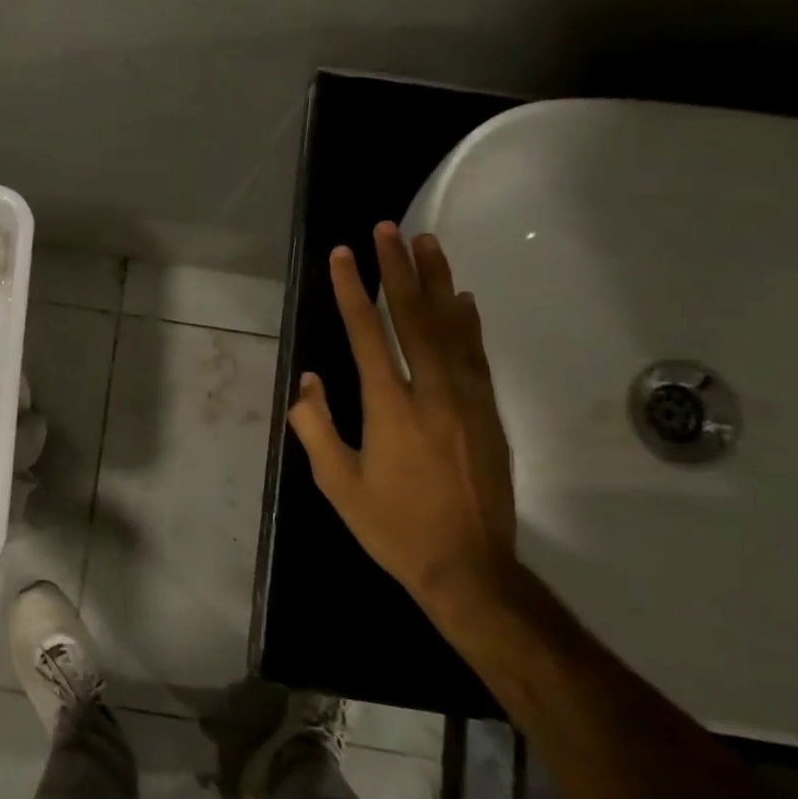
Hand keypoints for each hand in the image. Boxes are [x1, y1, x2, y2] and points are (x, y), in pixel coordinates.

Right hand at [287, 222, 517, 607]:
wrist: (470, 570)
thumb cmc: (394, 528)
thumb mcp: (338, 485)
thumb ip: (316, 428)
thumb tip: (308, 381)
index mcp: (390, 409)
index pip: (367, 334)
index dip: (351, 291)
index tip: (343, 255)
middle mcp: (432, 393)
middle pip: (413, 317)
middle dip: (397, 269)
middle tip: (388, 229)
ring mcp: (467, 401)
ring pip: (451, 328)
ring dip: (437, 281)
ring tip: (427, 242)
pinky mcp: (489, 414)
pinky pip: (477, 356)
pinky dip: (468, 323)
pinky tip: (463, 298)